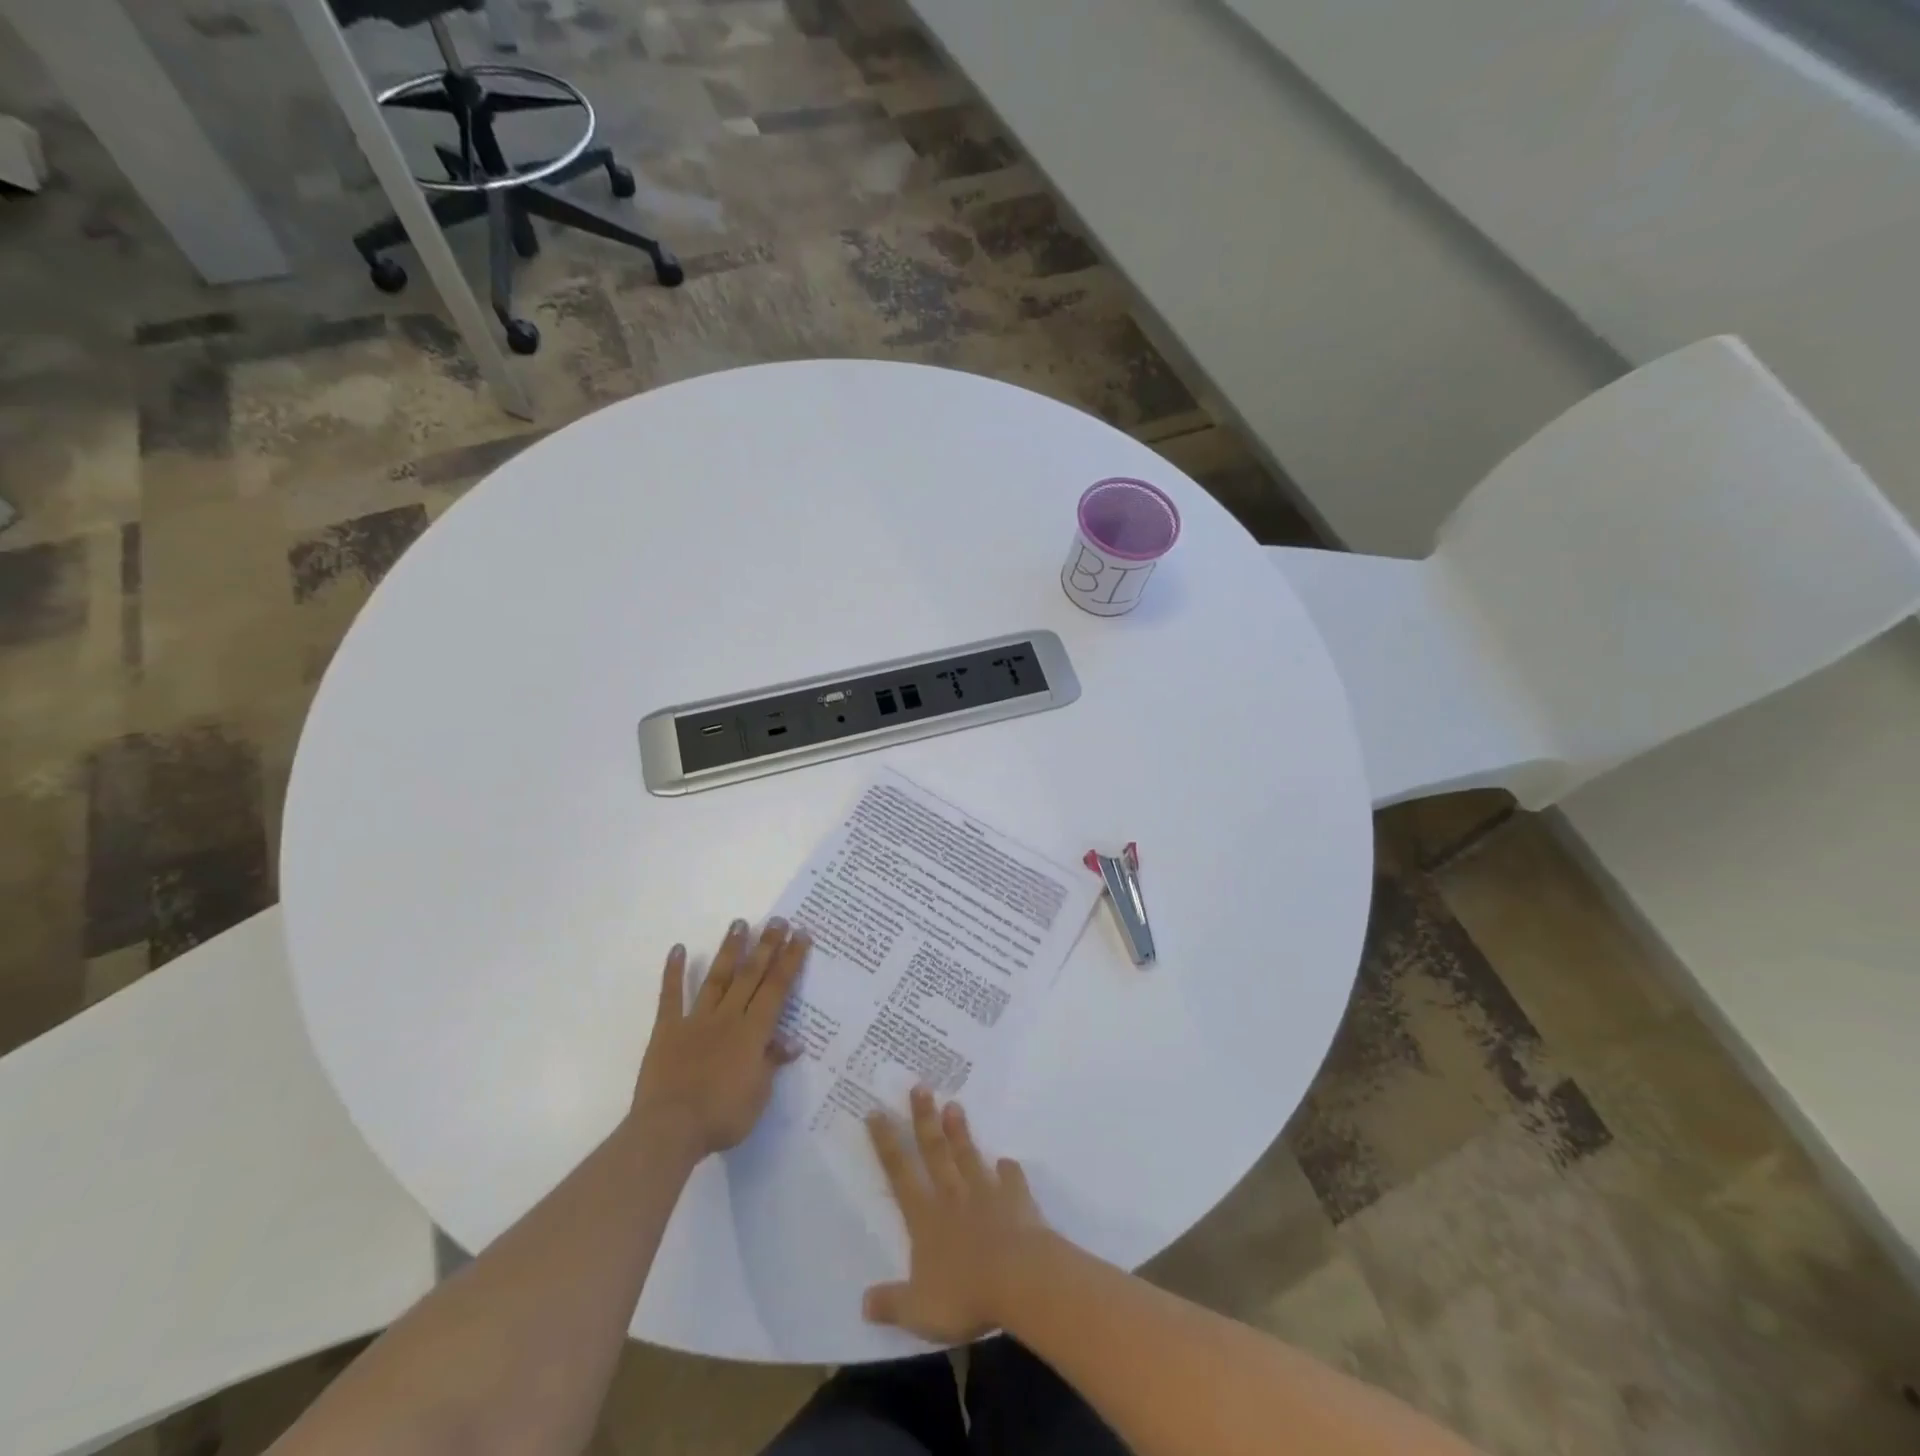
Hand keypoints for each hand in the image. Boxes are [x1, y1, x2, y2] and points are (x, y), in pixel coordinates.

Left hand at [630, 918, 807, 1159]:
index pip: (777, 988)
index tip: (801, 935)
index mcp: (753, 1032)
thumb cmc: (722, 1117)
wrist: (670, 1129)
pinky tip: (678, 948)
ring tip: (740, 923)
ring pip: (718, 978)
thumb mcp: (759, 1095)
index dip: (791, 960)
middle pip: (751, 975)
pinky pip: (671, 996)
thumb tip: (792, 1042)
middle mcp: (728, 1017)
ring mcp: (696, 1020)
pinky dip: (673, 972)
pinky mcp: (667, 1029)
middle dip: (767, 946)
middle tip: (778, 920)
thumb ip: (772, 1063)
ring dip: (730, 950)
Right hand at [863, 1088, 1051, 1342]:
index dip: (886, 1143)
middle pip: (935, 1151)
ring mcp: (987, 1194)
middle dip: (924, 1119)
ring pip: (969, 1156)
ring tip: (954, 1105)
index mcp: (926, 1217)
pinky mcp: (1017, 1200)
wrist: (1022, 1280)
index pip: (900, 1173)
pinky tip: (1007, 1162)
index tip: (877, 1111)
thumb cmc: (965, 1295)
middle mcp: (953, 1196)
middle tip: (921, 1086)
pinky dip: (1009, 1170)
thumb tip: (864, 1303)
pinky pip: (1012, 1180)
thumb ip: (891, 1303)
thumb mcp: (918, 1310)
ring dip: (961, 1132)